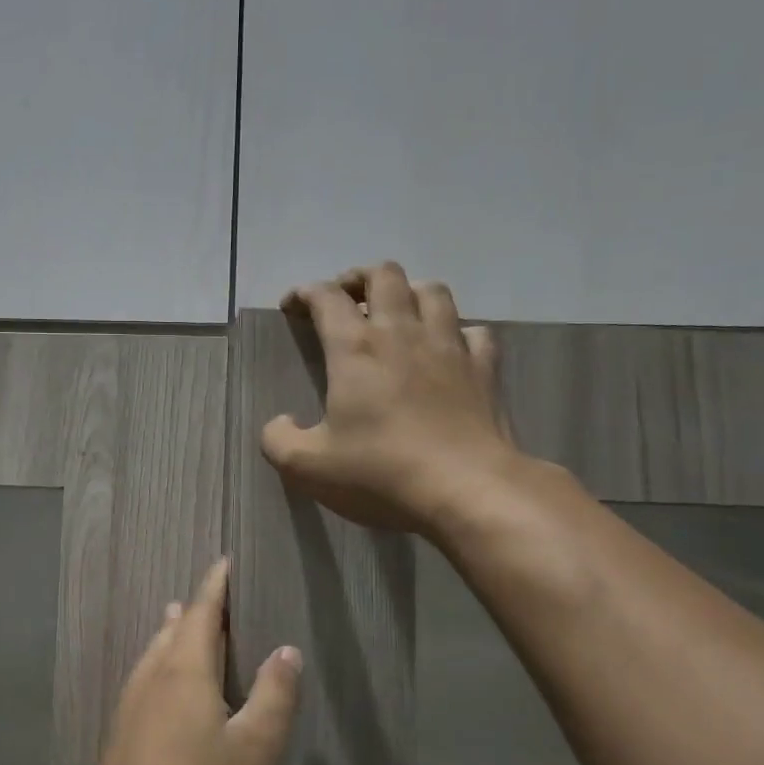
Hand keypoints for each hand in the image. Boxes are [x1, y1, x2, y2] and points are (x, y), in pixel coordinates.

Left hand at [68, 559, 301, 764]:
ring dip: (170, 634)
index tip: (223, 560)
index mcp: (185, 672)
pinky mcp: (121, 739)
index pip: (201, 614)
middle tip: (208, 593)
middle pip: (172, 631)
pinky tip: (160, 685)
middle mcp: (152, 680)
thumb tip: (286, 649)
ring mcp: (130, 710)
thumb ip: (275, 696)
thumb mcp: (256, 750)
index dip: (214, 586)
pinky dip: (159, 663)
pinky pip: (144, 680)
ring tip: (175, 620)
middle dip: (192, 609)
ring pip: (153, 655)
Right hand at [262, 262, 520, 533]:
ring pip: (433, 291)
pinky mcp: (484, 369)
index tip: (293, 307)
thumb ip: (279, 440)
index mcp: (355, 348)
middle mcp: (402, 333)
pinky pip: (474, 331)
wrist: (466, 489)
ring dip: (410, 293)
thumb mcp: (306, 467)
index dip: (305, 293)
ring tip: (397, 315)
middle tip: (346, 302)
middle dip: (359, 279)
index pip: (327, 297)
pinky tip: (447, 349)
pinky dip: (457, 332)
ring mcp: (449, 346)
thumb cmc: (380, 473)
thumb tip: (280, 422)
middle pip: (384, 275)